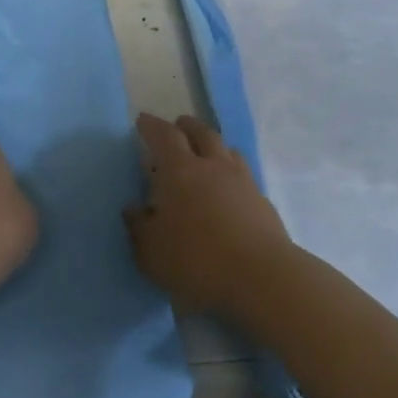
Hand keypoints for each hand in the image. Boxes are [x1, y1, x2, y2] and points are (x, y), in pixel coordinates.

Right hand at [126, 113, 291, 316]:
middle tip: (178, 125)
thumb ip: (139, 227)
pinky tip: (227, 189)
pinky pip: (243, 175)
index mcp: (180, 171)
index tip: (143, 121)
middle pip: (202, 133)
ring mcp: (243, 182)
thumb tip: (134, 209)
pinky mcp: (263, 202)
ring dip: (213, 145)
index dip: (152, 126)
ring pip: (228, 150)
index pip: (164, 136)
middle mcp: (213, 167)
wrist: (260, 276)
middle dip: (187, 126)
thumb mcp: (151, 251)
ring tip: (206, 153)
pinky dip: (231, 172)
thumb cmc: (195, 260)